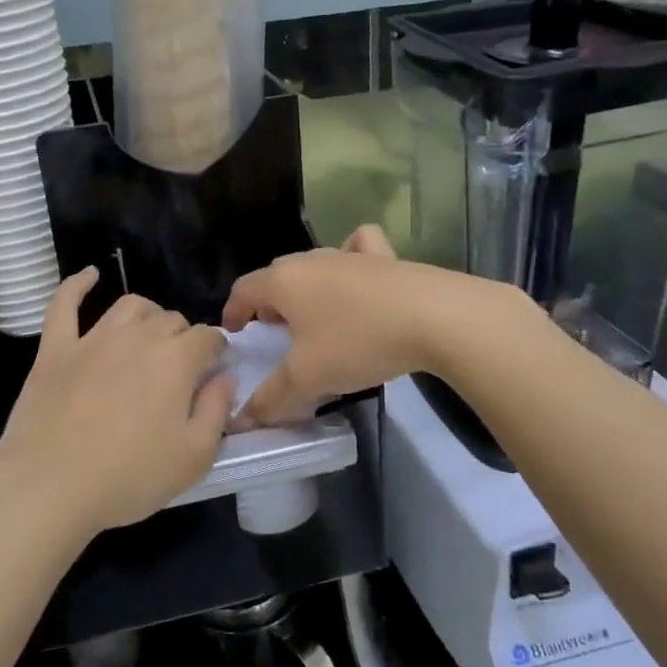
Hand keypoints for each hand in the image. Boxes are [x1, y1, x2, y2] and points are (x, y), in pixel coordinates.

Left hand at [0, 270, 232, 542]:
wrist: (49, 487)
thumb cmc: (129, 478)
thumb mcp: (194, 457)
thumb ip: (217, 410)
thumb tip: (224, 377)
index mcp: (176, 360)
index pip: (208, 337)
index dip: (217, 351)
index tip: (216, 370)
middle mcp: (138, 337)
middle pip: (171, 319)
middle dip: (183, 337)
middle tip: (180, 369)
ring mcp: (92, 338)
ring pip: (129, 306)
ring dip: (147, 315)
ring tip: (148, 335)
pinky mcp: (55, 348)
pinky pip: (65, 303)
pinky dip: (78, 285)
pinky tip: (89, 275)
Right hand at [222, 225, 524, 425]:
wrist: (433, 317)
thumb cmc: (357, 342)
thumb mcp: (308, 378)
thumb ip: (271, 398)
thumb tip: (242, 419)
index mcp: (283, 282)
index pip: (243, 289)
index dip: (233, 312)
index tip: (234, 334)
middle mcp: (310, 260)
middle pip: (277, 275)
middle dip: (268, 302)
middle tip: (275, 332)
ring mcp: (349, 254)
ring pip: (313, 264)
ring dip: (305, 288)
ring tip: (314, 316)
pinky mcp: (384, 257)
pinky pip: (357, 248)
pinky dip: (351, 256)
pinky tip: (357, 276)